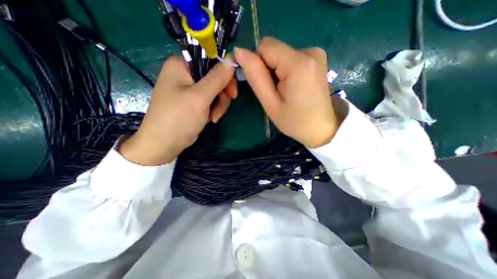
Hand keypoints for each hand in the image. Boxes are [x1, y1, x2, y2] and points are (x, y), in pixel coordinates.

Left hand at [120, 57, 236, 164]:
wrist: (164, 144)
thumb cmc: (179, 118)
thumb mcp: (200, 97)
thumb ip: (217, 78)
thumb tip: (231, 59)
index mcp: (181, 65)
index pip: (211, 60)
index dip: (225, 75)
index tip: (232, 92)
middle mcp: (184, 74)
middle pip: (215, 78)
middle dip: (222, 95)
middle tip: (222, 109)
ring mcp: (189, 89)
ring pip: (215, 91)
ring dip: (219, 105)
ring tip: (213, 118)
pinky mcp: (192, 101)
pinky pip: (210, 99)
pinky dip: (213, 109)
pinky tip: (210, 119)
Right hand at [233, 38, 341, 148]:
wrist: (321, 128)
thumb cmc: (295, 121)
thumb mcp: (270, 103)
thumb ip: (256, 76)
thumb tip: (239, 51)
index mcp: (298, 63)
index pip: (265, 47)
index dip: (257, 64)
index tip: (263, 84)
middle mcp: (310, 51)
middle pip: (274, 49)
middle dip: (267, 68)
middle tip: (274, 91)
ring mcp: (316, 54)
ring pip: (281, 54)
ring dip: (276, 71)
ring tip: (284, 91)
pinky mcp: (317, 59)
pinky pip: (291, 58)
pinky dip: (286, 70)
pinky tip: (292, 87)